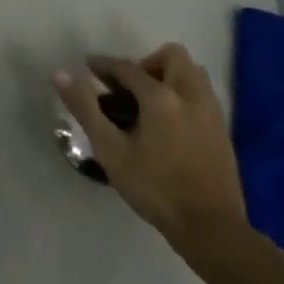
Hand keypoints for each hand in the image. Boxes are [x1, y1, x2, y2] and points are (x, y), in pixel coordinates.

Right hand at [54, 44, 251, 270]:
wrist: (211, 228)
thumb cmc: (155, 188)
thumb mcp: (111, 150)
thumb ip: (85, 108)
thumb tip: (61, 74)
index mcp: (160, 96)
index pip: (127, 67)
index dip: (104, 64)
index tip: (89, 68)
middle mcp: (190, 94)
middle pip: (172, 55)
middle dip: (147, 63)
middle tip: (129, 88)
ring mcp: (211, 111)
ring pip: (192, 72)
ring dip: (169, 76)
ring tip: (150, 103)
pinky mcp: (222, 129)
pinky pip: (202, 94)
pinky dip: (183, 95)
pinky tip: (170, 124)